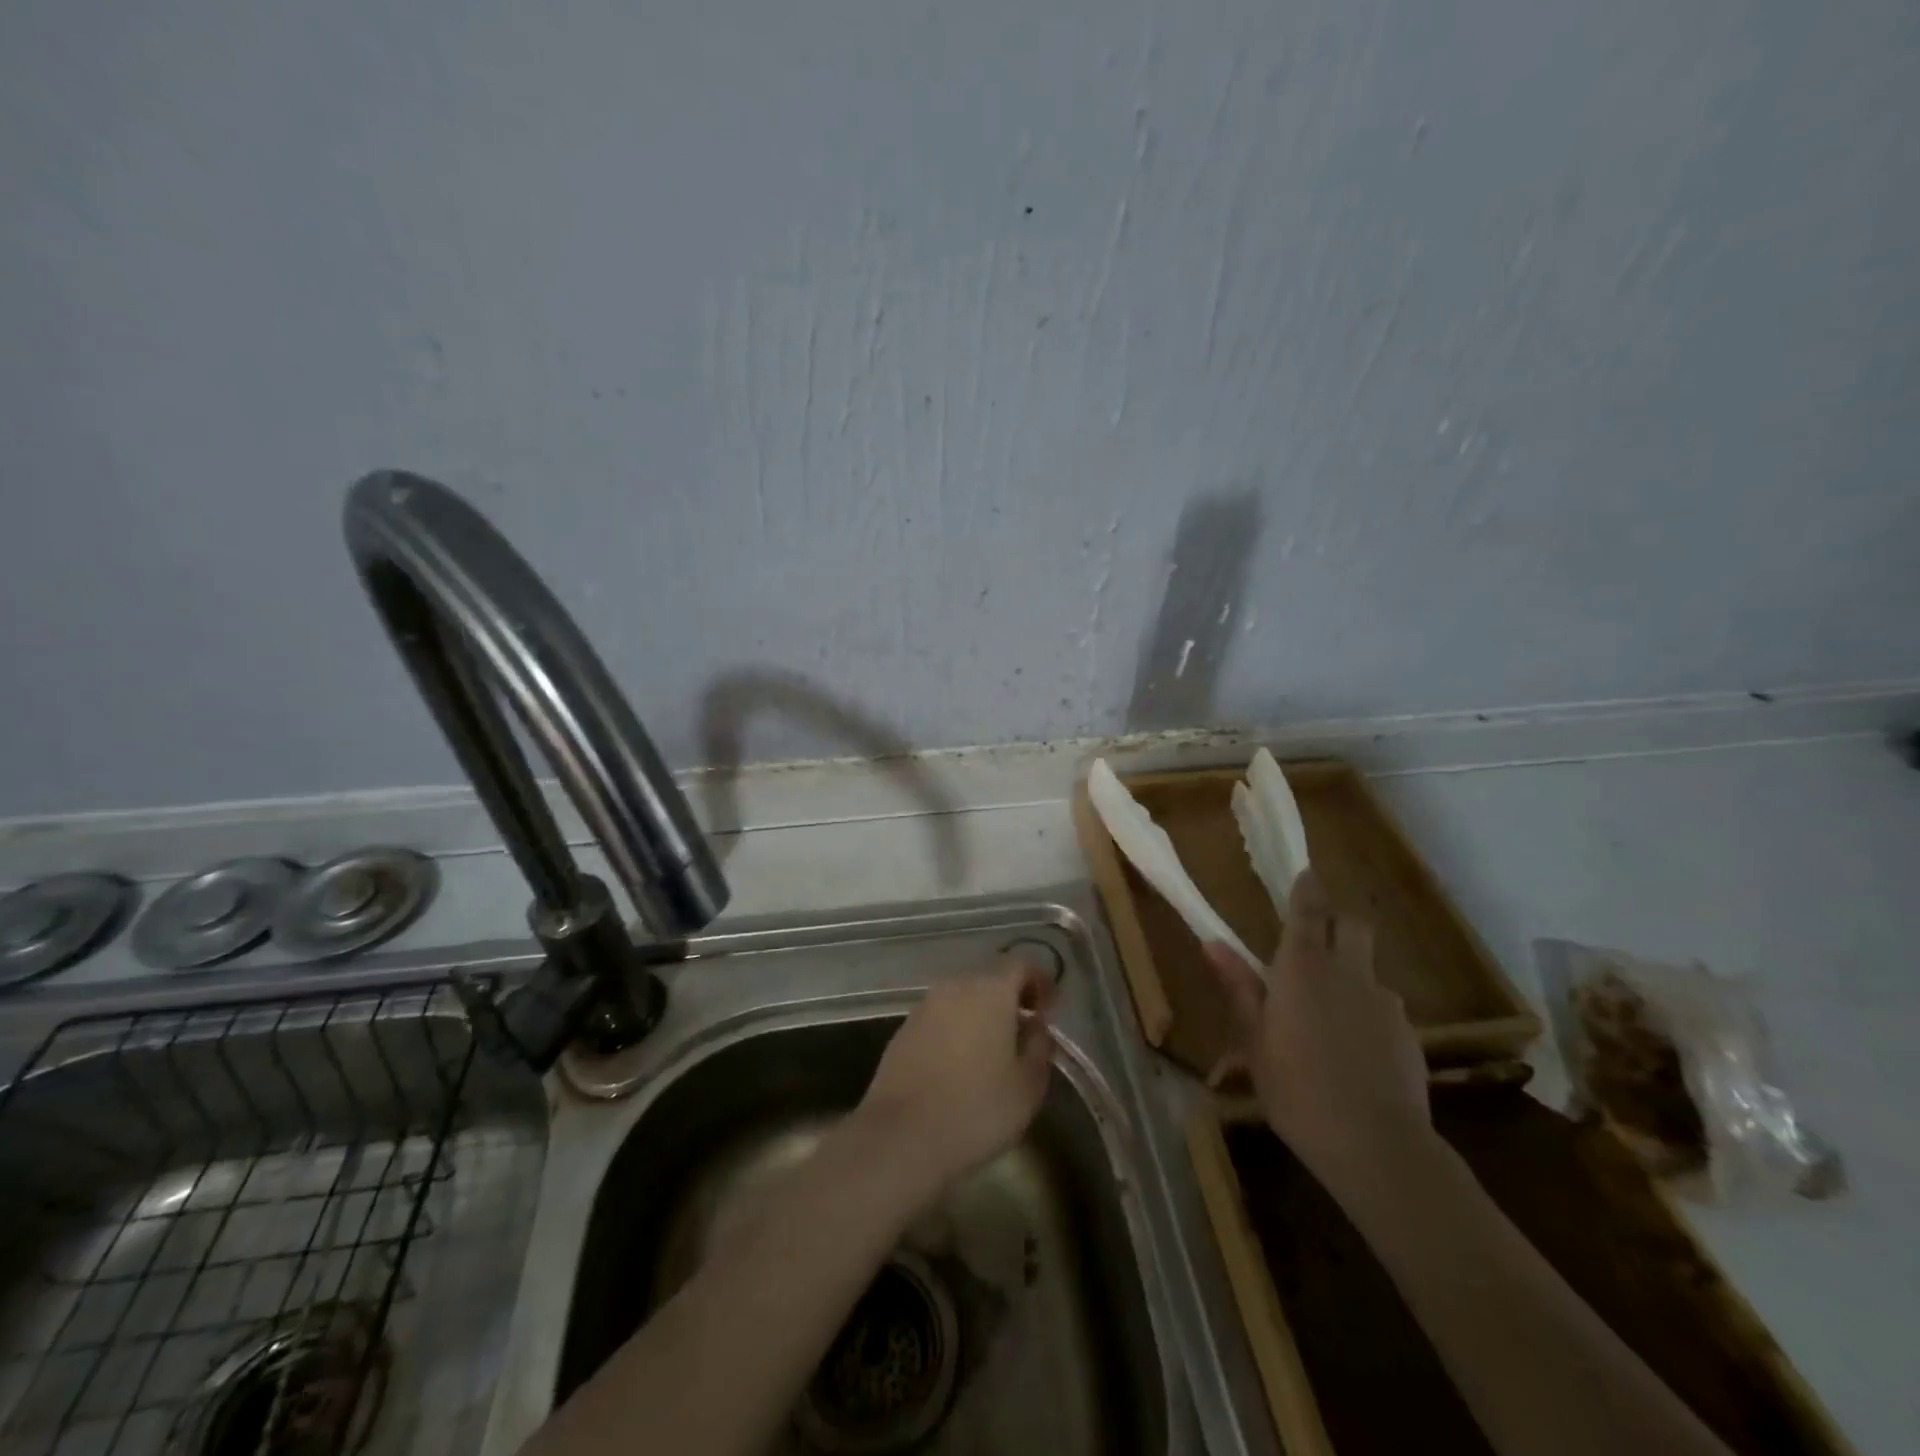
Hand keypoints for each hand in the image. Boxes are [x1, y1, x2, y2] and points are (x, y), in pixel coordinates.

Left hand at [854, 956, 1058, 1200]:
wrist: (901, 1137)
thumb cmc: (977, 1109)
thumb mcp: (1029, 1084)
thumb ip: (1040, 1046)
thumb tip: (1036, 1026)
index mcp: (990, 990)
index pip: (1021, 964)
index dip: (1040, 981)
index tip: (1050, 1009)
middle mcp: (955, 986)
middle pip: (990, 978)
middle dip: (1011, 998)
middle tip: (1026, 1031)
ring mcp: (924, 1007)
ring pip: (962, 998)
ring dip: (982, 1015)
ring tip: (995, 1052)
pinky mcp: (903, 1030)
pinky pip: (941, 1018)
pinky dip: (957, 1030)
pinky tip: (961, 1066)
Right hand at [1205, 871, 1430, 1208]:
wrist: (1376, 1146)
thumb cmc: (1297, 1090)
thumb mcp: (1254, 1041)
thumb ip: (1240, 988)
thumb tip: (1212, 943)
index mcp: (1302, 969)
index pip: (1308, 911)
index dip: (1306, 889)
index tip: (1305, 874)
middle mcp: (1348, 973)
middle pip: (1353, 925)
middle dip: (1338, 922)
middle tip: (1316, 943)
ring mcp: (1384, 1003)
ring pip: (1369, 970)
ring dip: (1351, 977)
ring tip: (1330, 1019)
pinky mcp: (1408, 1035)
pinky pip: (1384, 1009)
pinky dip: (1367, 1016)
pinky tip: (1355, 1055)